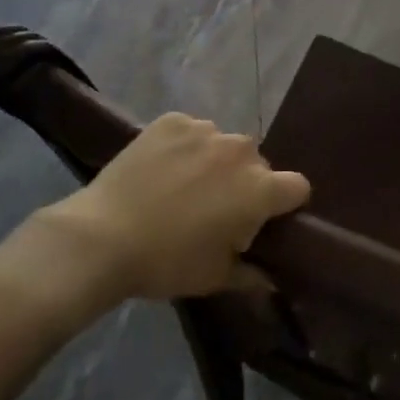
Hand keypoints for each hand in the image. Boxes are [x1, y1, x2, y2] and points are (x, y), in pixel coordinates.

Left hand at [15, 114, 309, 304]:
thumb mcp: (215, 278)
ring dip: (214, 162)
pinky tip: (161, 169)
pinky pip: (191, 131)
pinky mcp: (172, 121)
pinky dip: (183, 147)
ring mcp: (204, 130)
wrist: (102, 236)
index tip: (265, 220)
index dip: (285, 204)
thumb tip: (270, 278)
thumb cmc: (166, 263)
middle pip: (257, 163)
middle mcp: (239, 151)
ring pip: (222, 144)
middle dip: (245, 183)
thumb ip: (252, 274)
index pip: (297, 187)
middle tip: (216, 209)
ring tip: (183, 187)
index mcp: (259, 189)